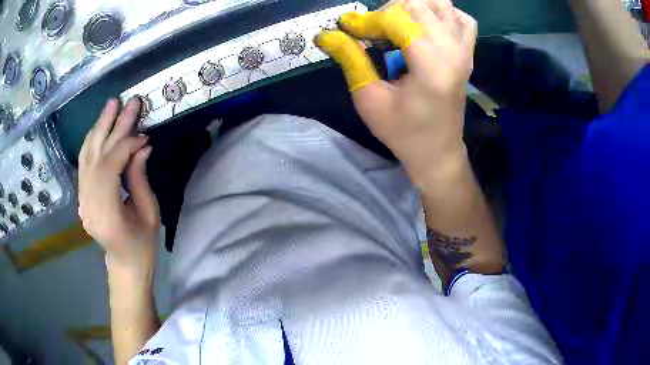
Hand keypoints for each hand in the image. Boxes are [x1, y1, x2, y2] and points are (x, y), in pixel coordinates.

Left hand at [78, 98, 159, 271]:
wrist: (124, 264)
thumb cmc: (142, 245)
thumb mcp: (149, 213)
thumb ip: (140, 178)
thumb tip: (142, 146)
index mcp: (107, 214)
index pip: (110, 167)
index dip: (126, 145)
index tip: (144, 135)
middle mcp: (88, 204)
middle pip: (95, 157)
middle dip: (110, 126)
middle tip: (123, 102)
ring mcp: (82, 199)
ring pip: (86, 156)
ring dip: (98, 128)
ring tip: (110, 107)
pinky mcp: (82, 195)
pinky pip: (84, 163)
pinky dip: (92, 142)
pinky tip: (100, 128)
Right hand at [316, 0, 476, 181]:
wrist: (438, 151)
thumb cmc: (403, 132)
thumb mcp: (369, 99)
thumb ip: (350, 59)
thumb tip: (327, 34)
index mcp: (430, 65)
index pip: (397, 19)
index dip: (367, 20)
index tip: (348, 30)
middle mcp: (452, 50)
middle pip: (417, 4)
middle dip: (388, 10)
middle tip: (373, 30)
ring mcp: (464, 49)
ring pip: (440, 3)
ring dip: (413, 7)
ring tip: (397, 24)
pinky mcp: (468, 52)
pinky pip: (461, 18)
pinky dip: (443, 14)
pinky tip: (427, 25)